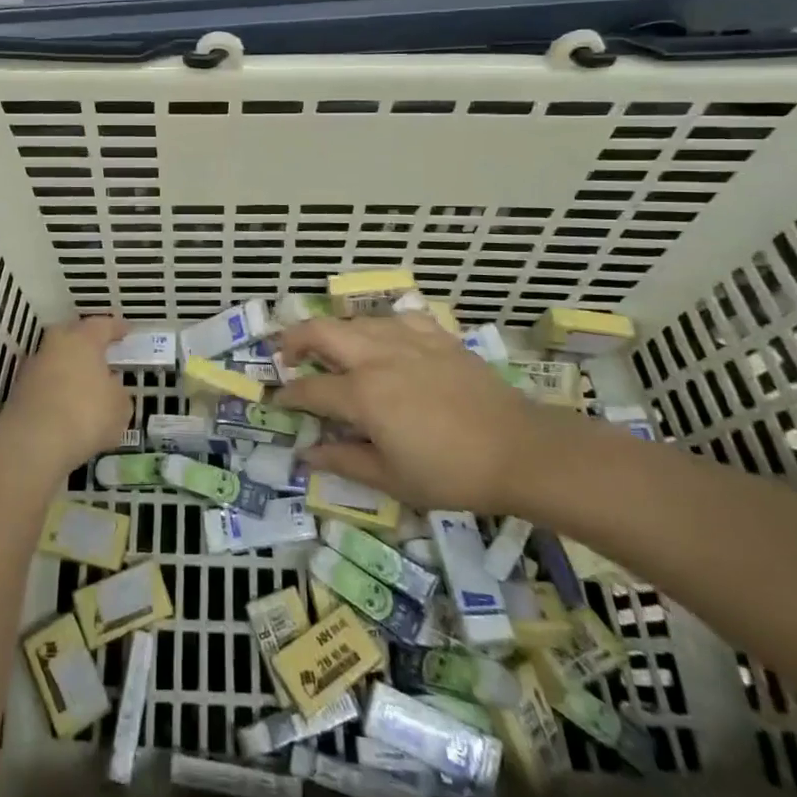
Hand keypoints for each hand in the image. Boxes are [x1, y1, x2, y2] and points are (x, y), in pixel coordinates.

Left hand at [0, 316, 132, 475]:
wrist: (32, 443)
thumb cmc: (86, 414)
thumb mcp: (119, 407)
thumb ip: (118, 393)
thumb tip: (111, 389)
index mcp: (83, 339)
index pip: (102, 325)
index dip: (116, 328)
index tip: (126, 331)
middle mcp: (55, 346)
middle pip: (71, 335)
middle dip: (86, 342)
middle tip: (101, 352)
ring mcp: (33, 369)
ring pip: (56, 360)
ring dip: (69, 369)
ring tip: (85, 386)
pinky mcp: (18, 393)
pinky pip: (45, 384)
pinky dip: (57, 391)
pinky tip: (68, 407)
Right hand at [273, 314, 568, 513]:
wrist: (519, 450)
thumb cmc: (451, 473)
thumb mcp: (392, 478)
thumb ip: (344, 461)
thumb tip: (306, 454)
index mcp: (362, 394)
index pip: (310, 389)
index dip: (288, 395)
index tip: (277, 400)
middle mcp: (377, 357)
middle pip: (321, 332)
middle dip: (294, 339)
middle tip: (287, 356)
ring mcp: (408, 341)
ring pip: (357, 320)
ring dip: (335, 332)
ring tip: (333, 350)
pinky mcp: (437, 337)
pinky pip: (398, 318)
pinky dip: (380, 326)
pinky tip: (385, 340)